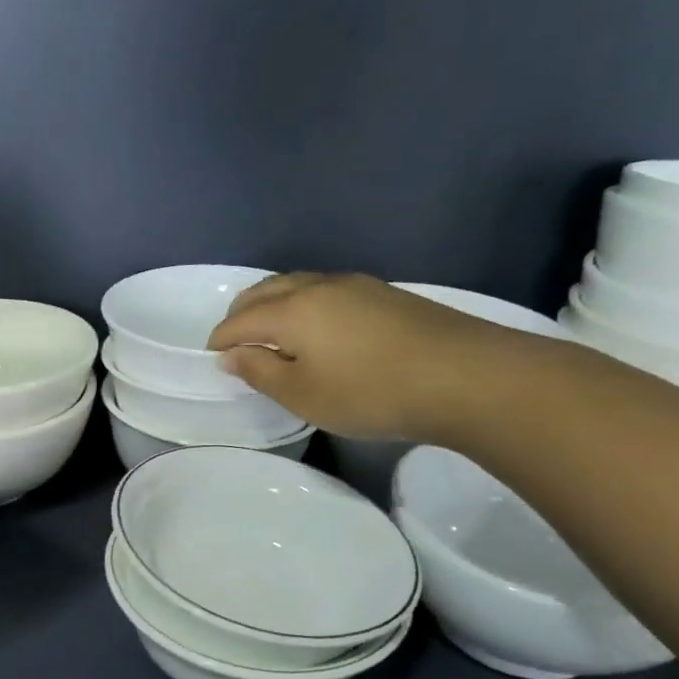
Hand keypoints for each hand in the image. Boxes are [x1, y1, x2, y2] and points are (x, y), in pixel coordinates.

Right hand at [207, 272, 541, 440]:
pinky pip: (325, 290)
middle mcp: (318, 287)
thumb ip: (261, 373)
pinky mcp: (384, 294)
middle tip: (234, 340)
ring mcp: (355, 286)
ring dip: (274, 303)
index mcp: (291, 310)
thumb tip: (232, 356)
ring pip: (298, 284)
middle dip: (242, 313)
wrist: (467, 376)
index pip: (240, 320)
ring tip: (271, 332)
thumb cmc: (371, 392)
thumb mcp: (303, 394)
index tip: (211, 357)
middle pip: (266, 290)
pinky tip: (316, 328)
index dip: (220, 339)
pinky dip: (303, 304)